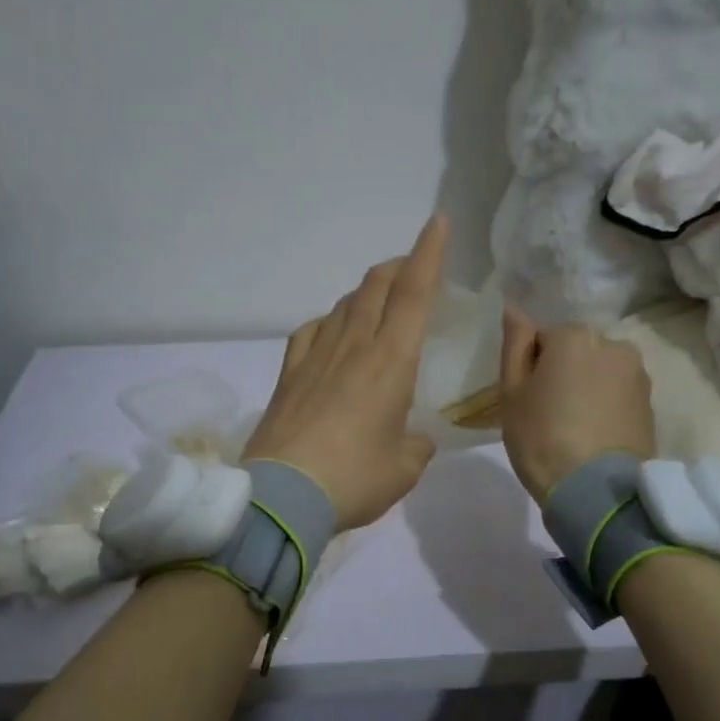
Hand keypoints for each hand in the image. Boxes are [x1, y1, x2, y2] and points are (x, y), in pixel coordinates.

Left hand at [244, 217, 447, 529]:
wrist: (282, 497)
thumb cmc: (353, 480)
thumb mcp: (404, 469)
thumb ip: (416, 446)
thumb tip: (414, 439)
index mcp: (390, 362)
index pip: (413, 293)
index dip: (428, 254)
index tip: (437, 223)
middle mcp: (352, 347)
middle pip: (374, 288)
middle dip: (397, 267)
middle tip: (412, 268)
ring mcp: (314, 357)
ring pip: (343, 305)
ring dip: (365, 293)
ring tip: (378, 302)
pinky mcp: (287, 375)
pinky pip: (310, 332)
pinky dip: (327, 322)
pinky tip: (330, 333)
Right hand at [497, 309, 654, 502]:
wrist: (595, 490)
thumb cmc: (541, 437)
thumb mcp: (512, 392)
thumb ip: (514, 345)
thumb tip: (514, 309)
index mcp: (574, 336)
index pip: (542, 339)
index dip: (531, 369)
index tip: (527, 399)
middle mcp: (613, 344)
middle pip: (576, 352)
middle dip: (563, 373)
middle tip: (547, 415)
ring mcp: (637, 375)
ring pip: (599, 372)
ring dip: (586, 389)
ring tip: (573, 428)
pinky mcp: (651, 404)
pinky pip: (617, 395)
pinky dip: (605, 407)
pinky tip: (593, 436)